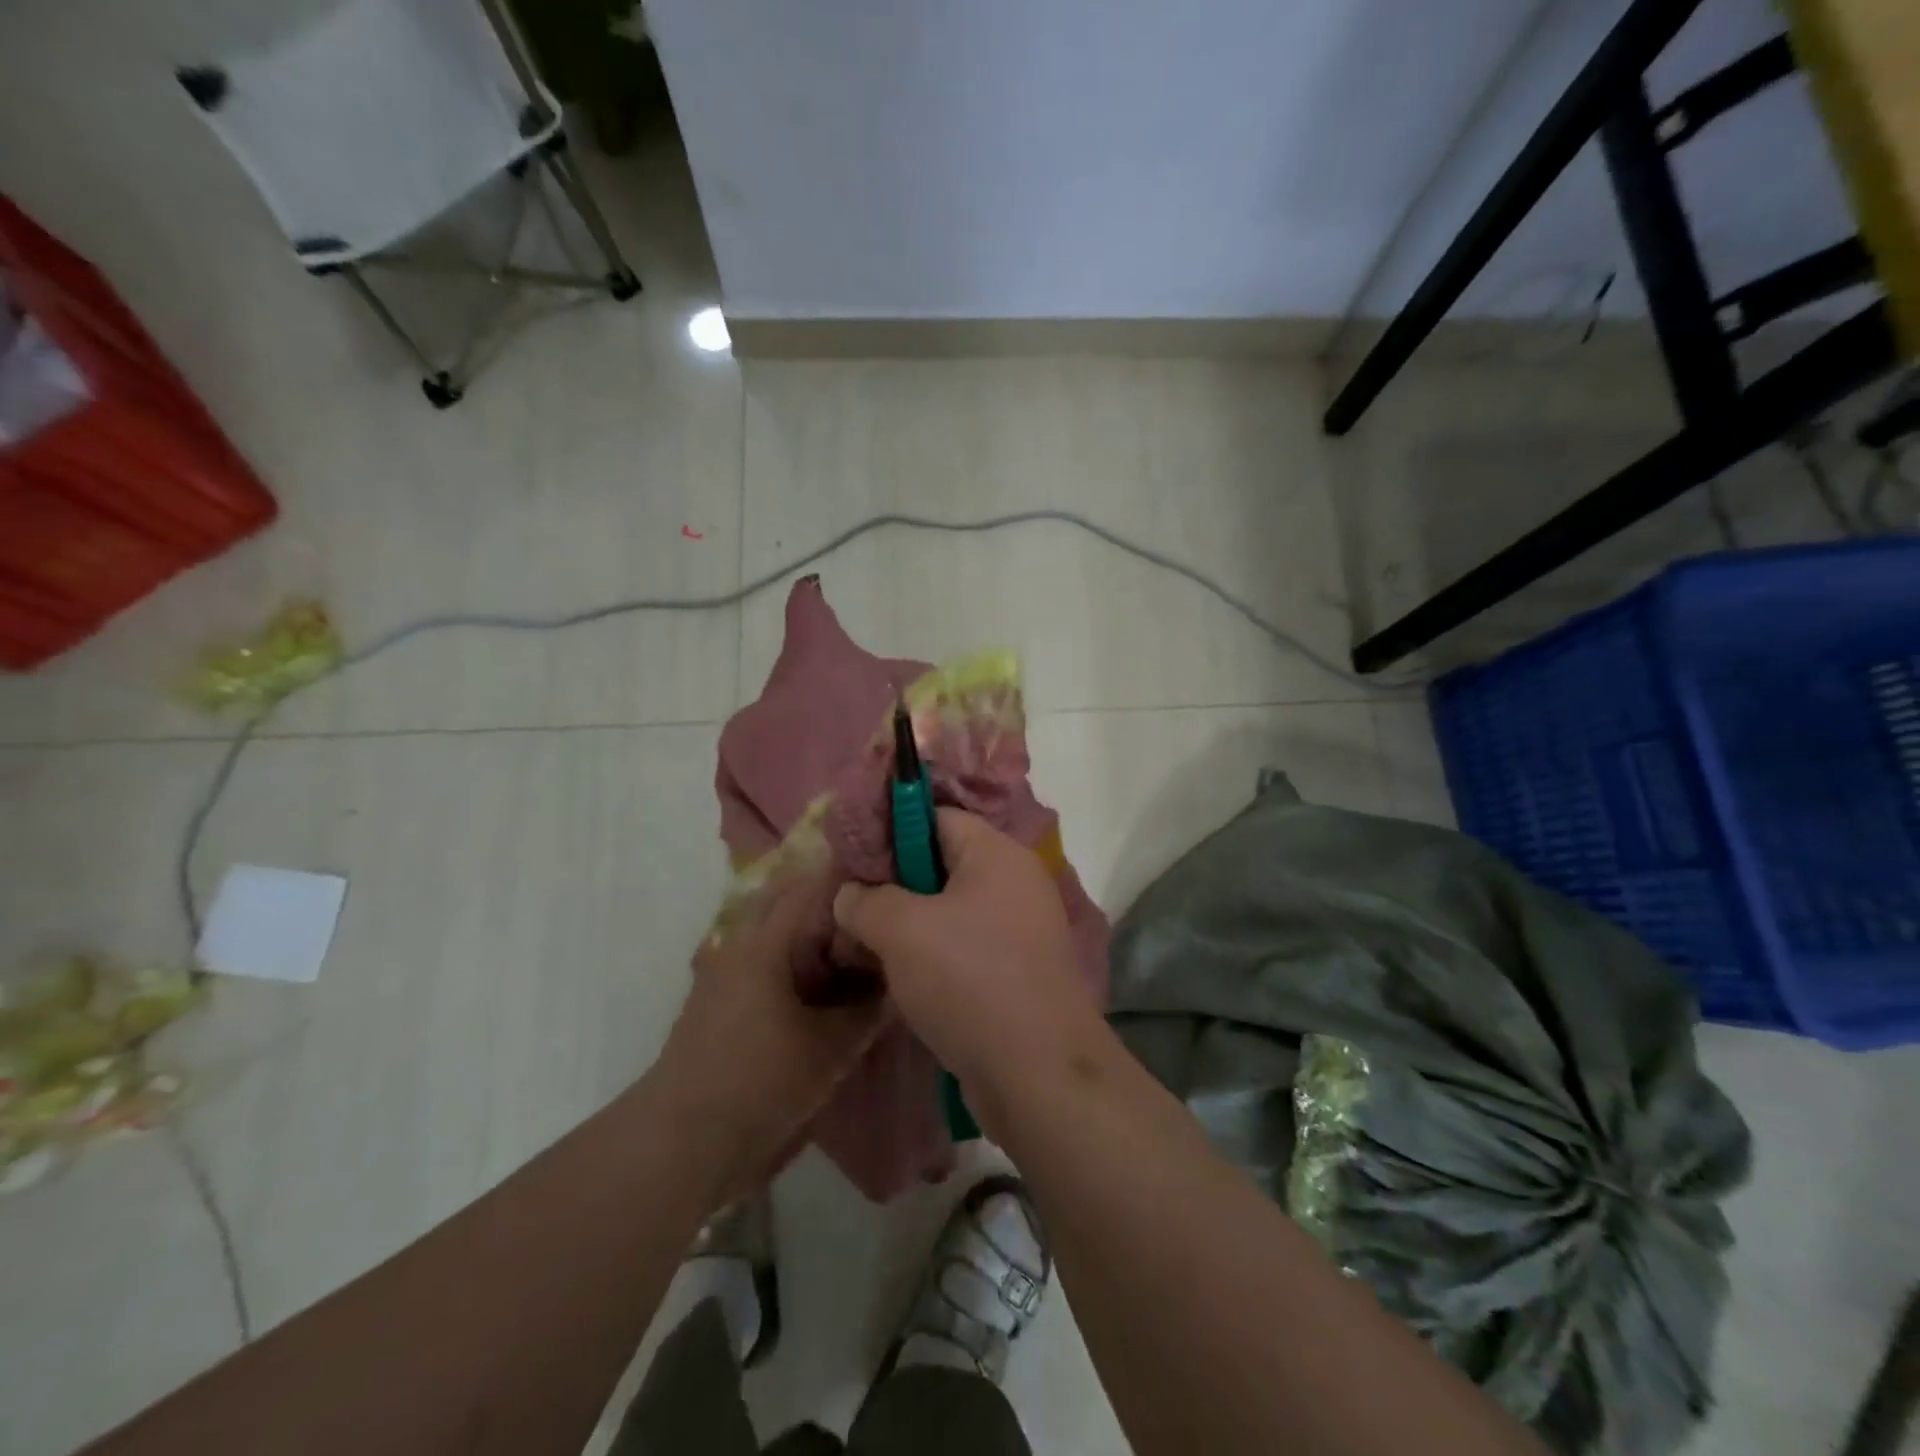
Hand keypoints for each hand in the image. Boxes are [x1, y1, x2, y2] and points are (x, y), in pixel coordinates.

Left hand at [654, 874, 885, 1202]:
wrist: (683, 1142)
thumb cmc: (760, 1083)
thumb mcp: (830, 1049)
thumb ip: (868, 1011)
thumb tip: (899, 982)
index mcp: (765, 943)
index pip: (810, 888)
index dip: (847, 879)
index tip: (884, 881)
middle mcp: (740, 945)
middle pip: (786, 902)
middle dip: (827, 901)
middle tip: (870, 913)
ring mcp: (723, 972)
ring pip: (772, 931)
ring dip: (808, 931)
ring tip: (852, 945)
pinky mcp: (717, 1000)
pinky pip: (761, 959)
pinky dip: (791, 958)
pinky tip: (819, 982)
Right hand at [832, 810, 1102, 1113]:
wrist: (1037, 1073)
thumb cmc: (969, 980)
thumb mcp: (902, 930)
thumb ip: (866, 901)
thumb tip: (848, 894)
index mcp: (997, 854)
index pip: (938, 817)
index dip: (891, 830)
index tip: (850, 857)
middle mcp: (1015, 883)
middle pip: (942, 864)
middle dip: (893, 884)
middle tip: (849, 904)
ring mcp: (1020, 930)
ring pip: (950, 911)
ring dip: (908, 925)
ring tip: (862, 943)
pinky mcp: (1017, 972)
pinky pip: (964, 947)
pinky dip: (932, 956)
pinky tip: (897, 977)